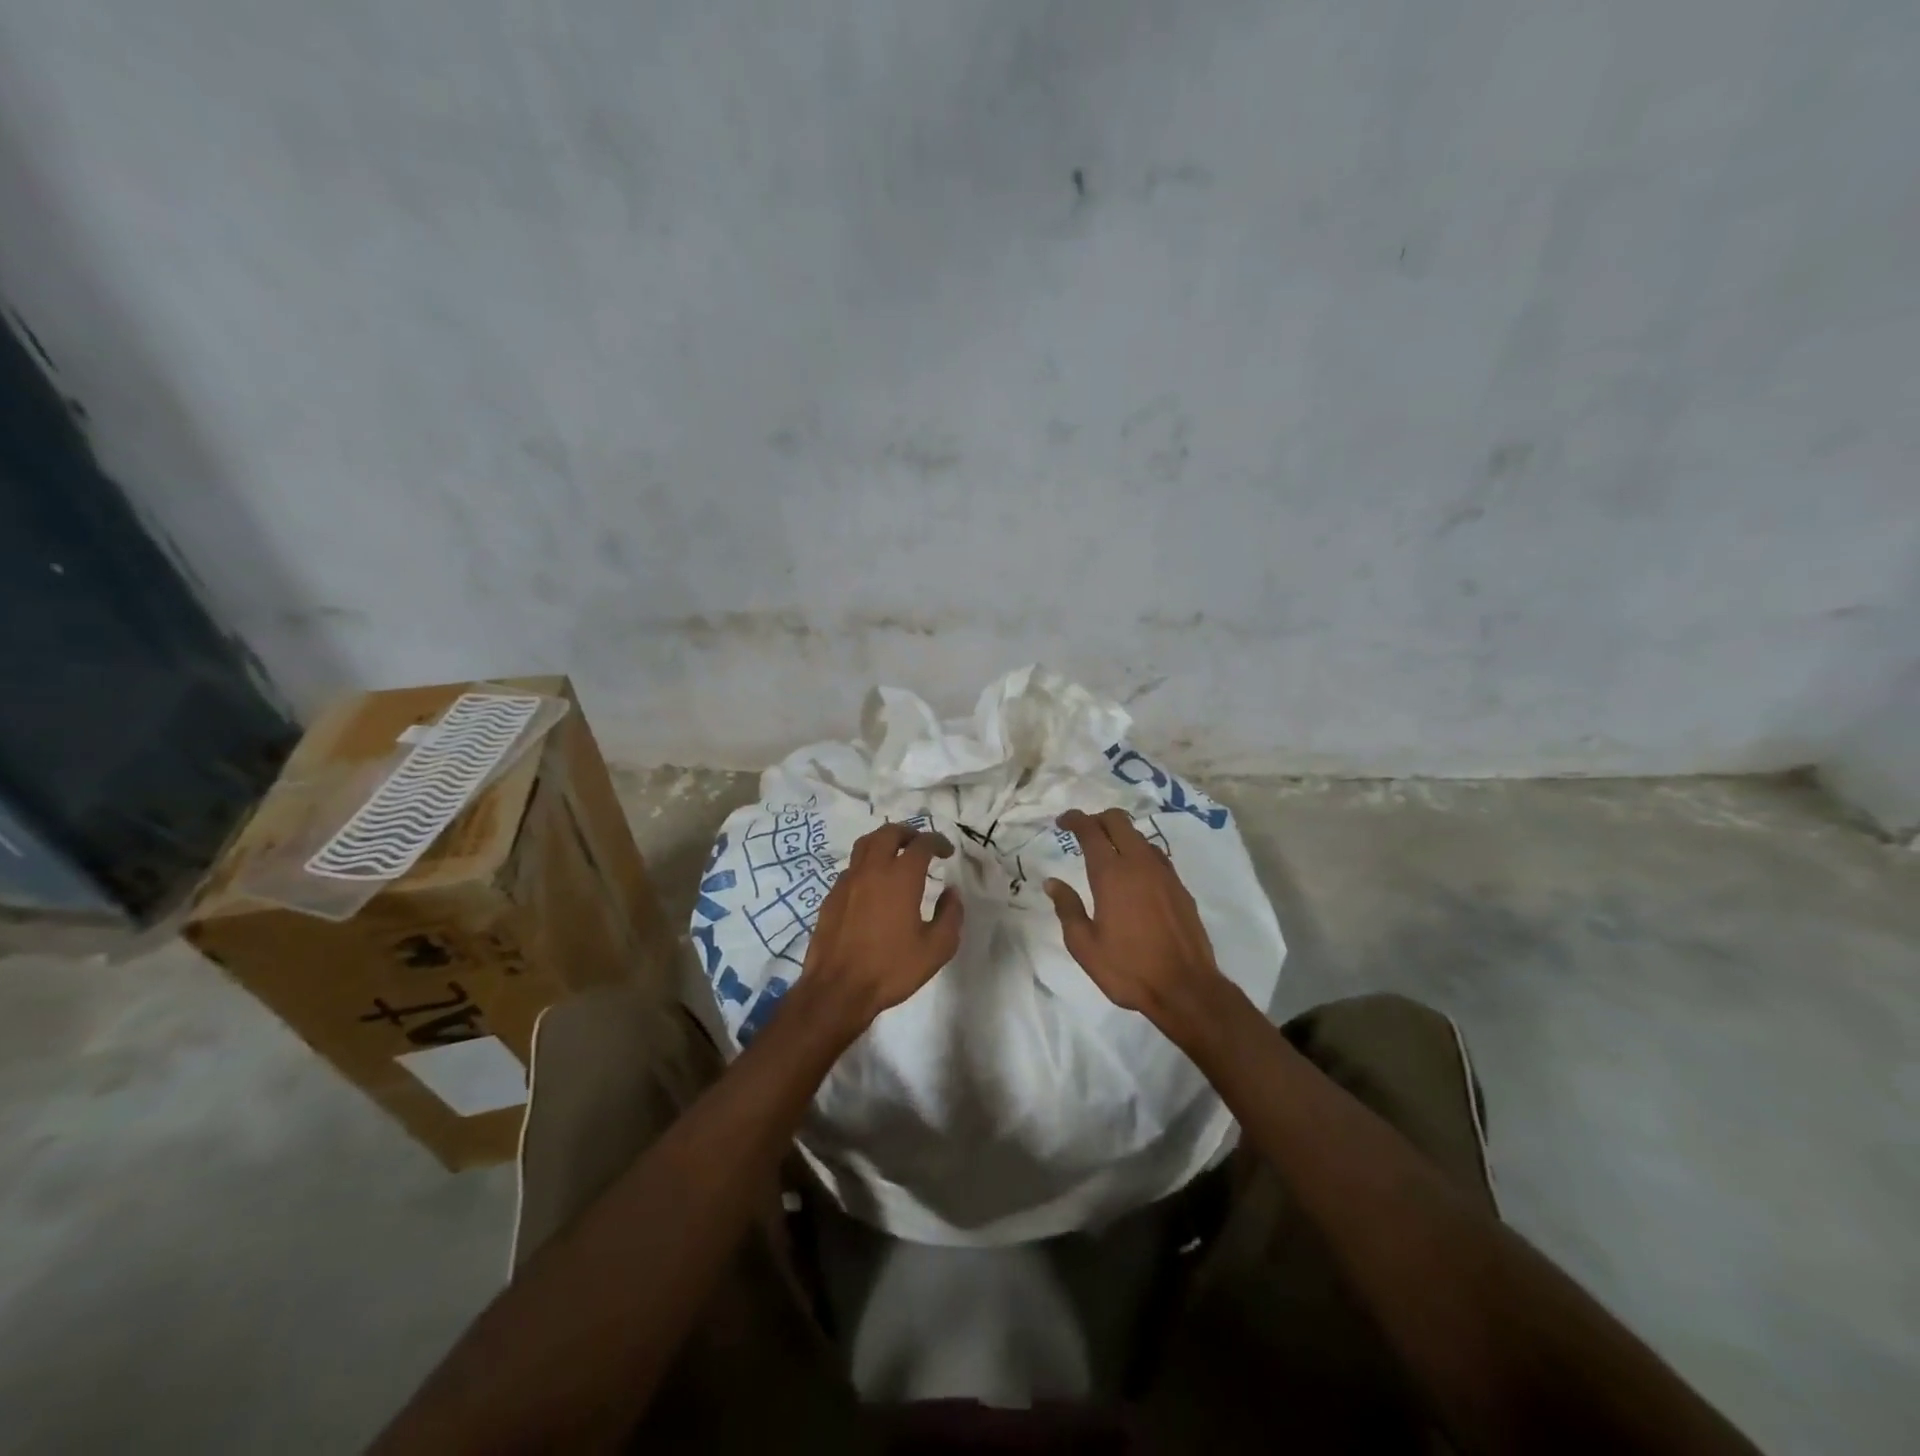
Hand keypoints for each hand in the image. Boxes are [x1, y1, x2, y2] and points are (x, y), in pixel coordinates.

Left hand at [799, 823, 962, 1030]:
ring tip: (896, 855)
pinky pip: (851, 868)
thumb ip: (950, 915)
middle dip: (909, 833)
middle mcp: (872, 870)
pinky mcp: (831, 896)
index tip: (947, 852)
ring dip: (884, 842)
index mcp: (900, 877)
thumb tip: (951, 892)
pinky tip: (873, 885)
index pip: (922, 844)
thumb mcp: (936, 948)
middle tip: (921, 844)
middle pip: (889, 833)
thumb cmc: (891, 969)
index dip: (938, 842)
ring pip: (865, 845)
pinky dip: (866, 865)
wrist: (837, 990)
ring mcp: (847, 881)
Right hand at [1045, 808, 1227, 1038]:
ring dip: (1120, 835)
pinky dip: (1139, 852)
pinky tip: (1134, 874)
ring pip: (1139, 836)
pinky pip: (1156, 855)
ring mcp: (1164, 873)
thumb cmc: (1128, 969)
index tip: (1062, 821)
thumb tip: (1053, 882)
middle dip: (1098, 819)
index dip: (1075, 819)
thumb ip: (1067, 908)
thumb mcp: (1084, 945)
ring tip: (1107, 853)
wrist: (1186, 988)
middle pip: (1118, 821)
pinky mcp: (1180, 887)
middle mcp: (1139, 864)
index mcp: (1111, 874)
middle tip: (1083, 832)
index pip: (1091, 830)